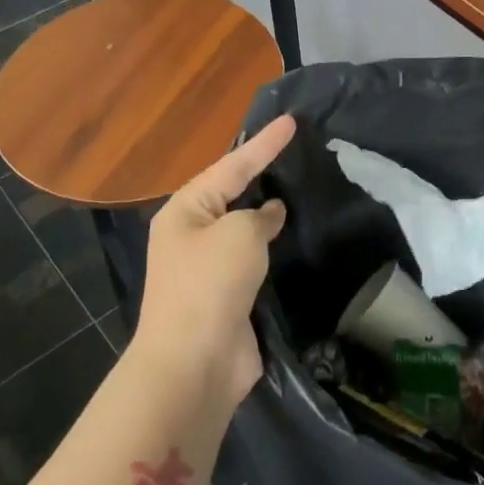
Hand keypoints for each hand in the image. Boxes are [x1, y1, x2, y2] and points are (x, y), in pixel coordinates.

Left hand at [135, 115, 297, 407]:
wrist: (194, 363)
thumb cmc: (211, 285)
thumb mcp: (239, 234)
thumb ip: (259, 215)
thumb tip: (269, 214)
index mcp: (185, 212)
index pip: (231, 166)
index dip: (264, 144)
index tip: (292, 121)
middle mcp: (192, 236)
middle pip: (232, 195)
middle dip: (261, 174)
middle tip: (294, 151)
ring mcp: (208, 269)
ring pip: (244, 230)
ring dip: (267, 214)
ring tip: (298, 190)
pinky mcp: (228, 297)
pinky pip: (253, 261)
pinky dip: (271, 249)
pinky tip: (292, 240)